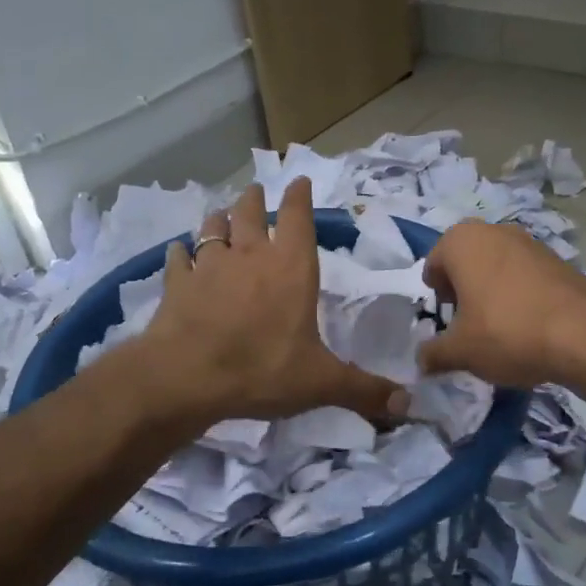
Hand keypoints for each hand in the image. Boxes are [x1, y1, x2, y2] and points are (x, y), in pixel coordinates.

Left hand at [139, 179, 408, 424]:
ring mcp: (209, 267)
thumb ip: (364, 390)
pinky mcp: (177, 285)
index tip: (299, 180)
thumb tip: (409, 406)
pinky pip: (178, 259)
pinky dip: (180, 253)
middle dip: (256, 199)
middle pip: (251, 213)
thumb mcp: (321, 383)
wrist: (185, 378)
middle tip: (256, 190)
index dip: (300, 196)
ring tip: (221, 213)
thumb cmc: (262, 370)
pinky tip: (178, 252)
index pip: (299, 218)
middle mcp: (251, 257)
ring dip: (219, 219)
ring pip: (213, 229)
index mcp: (291, 269)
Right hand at [417, 220, 585, 388]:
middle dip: (463, 290)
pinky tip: (529, 325)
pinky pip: (525, 275)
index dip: (436, 297)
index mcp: (460, 241)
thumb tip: (421, 360)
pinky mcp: (558, 258)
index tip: (446, 322)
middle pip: (466, 262)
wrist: (584, 333)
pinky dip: (520, 294)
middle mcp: (493, 231)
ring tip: (500, 327)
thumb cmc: (507, 332)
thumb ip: (433, 354)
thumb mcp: (460, 352)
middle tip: (469, 324)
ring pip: (496, 266)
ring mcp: (529, 241)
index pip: (433, 265)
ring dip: (492, 291)